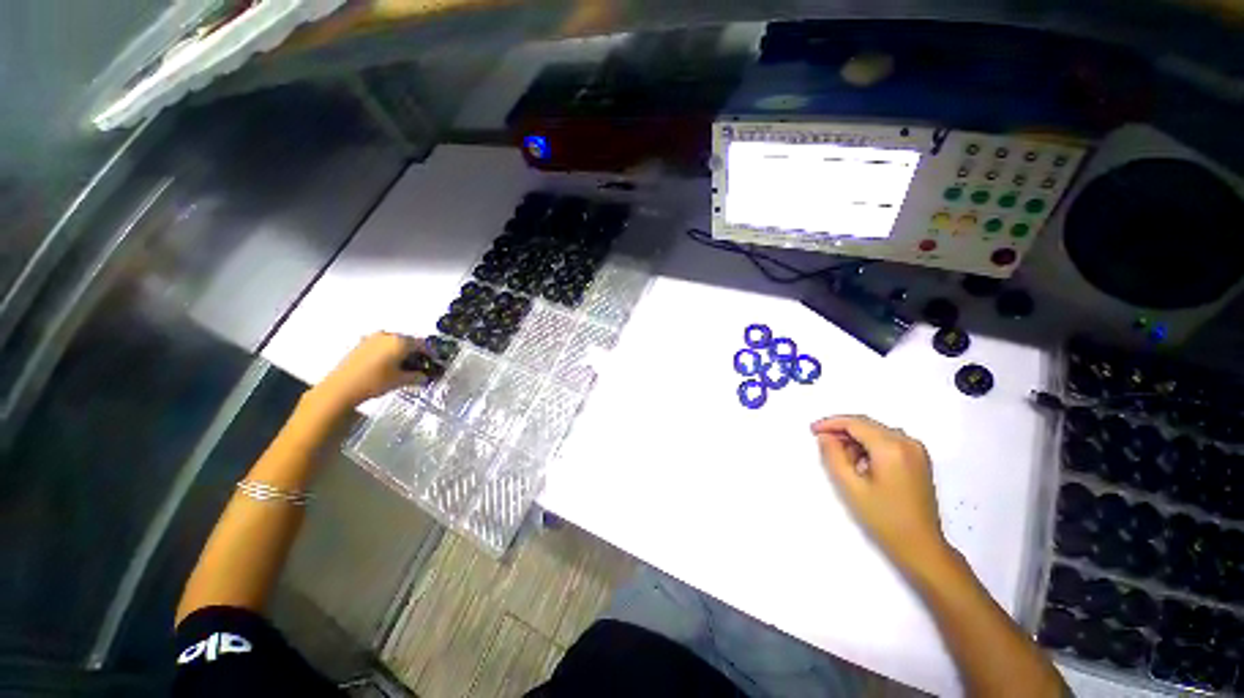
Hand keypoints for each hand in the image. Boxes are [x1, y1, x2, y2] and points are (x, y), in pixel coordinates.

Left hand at [310, 333, 432, 410]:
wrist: (341, 388)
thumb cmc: (373, 382)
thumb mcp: (401, 381)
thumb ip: (417, 377)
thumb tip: (425, 377)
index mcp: (400, 341)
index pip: (423, 344)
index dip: (431, 353)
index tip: (435, 361)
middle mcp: (387, 335)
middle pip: (409, 341)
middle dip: (417, 352)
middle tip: (421, 364)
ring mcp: (373, 338)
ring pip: (395, 342)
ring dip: (403, 351)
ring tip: (405, 365)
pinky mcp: (362, 344)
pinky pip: (382, 344)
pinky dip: (389, 352)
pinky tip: (390, 364)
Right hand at [812, 415, 950, 575]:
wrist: (921, 546)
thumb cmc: (884, 518)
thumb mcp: (850, 487)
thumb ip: (833, 456)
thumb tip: (825, 436)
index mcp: (892, 447)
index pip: (855, 423)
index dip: (830, 423)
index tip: (812, 430)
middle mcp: (908, 442)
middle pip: (867, 425)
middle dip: (842, 430)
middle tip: (822, 443)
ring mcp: (917, 450)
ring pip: (877, 432)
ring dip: (856, 439)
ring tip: (841, 458)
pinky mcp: (919, 459)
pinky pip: (888, 441)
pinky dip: (870, 446)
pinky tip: (860, 463)